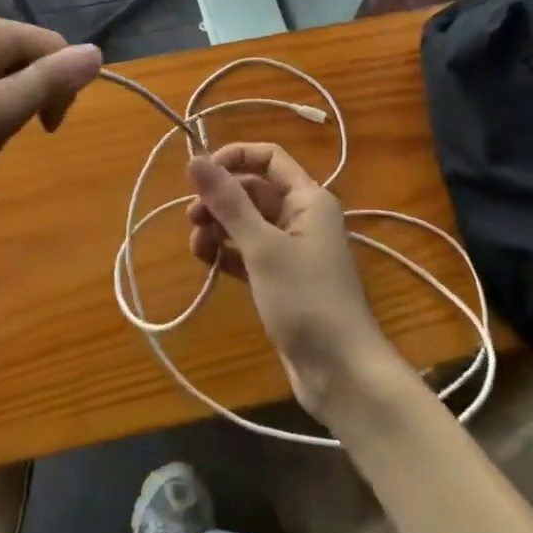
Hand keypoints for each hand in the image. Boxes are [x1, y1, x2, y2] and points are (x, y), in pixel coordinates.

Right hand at [186, 144, 403, 420]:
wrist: (342, 374)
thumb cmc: (306, 300)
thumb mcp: (263, 247)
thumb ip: (228, 202)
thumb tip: (194, 159)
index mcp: (307, 199)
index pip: (269, 158)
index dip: (234, 157)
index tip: (201, 174)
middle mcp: (302, 217)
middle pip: (253, 190)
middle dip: (220, 199)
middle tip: (191, 218)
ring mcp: (292, 250)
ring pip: (248, 222)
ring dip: (219, 227)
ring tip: (196, 246)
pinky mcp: (282, 280)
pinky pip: (248, 252)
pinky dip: (227, 252)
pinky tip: (206, 262)